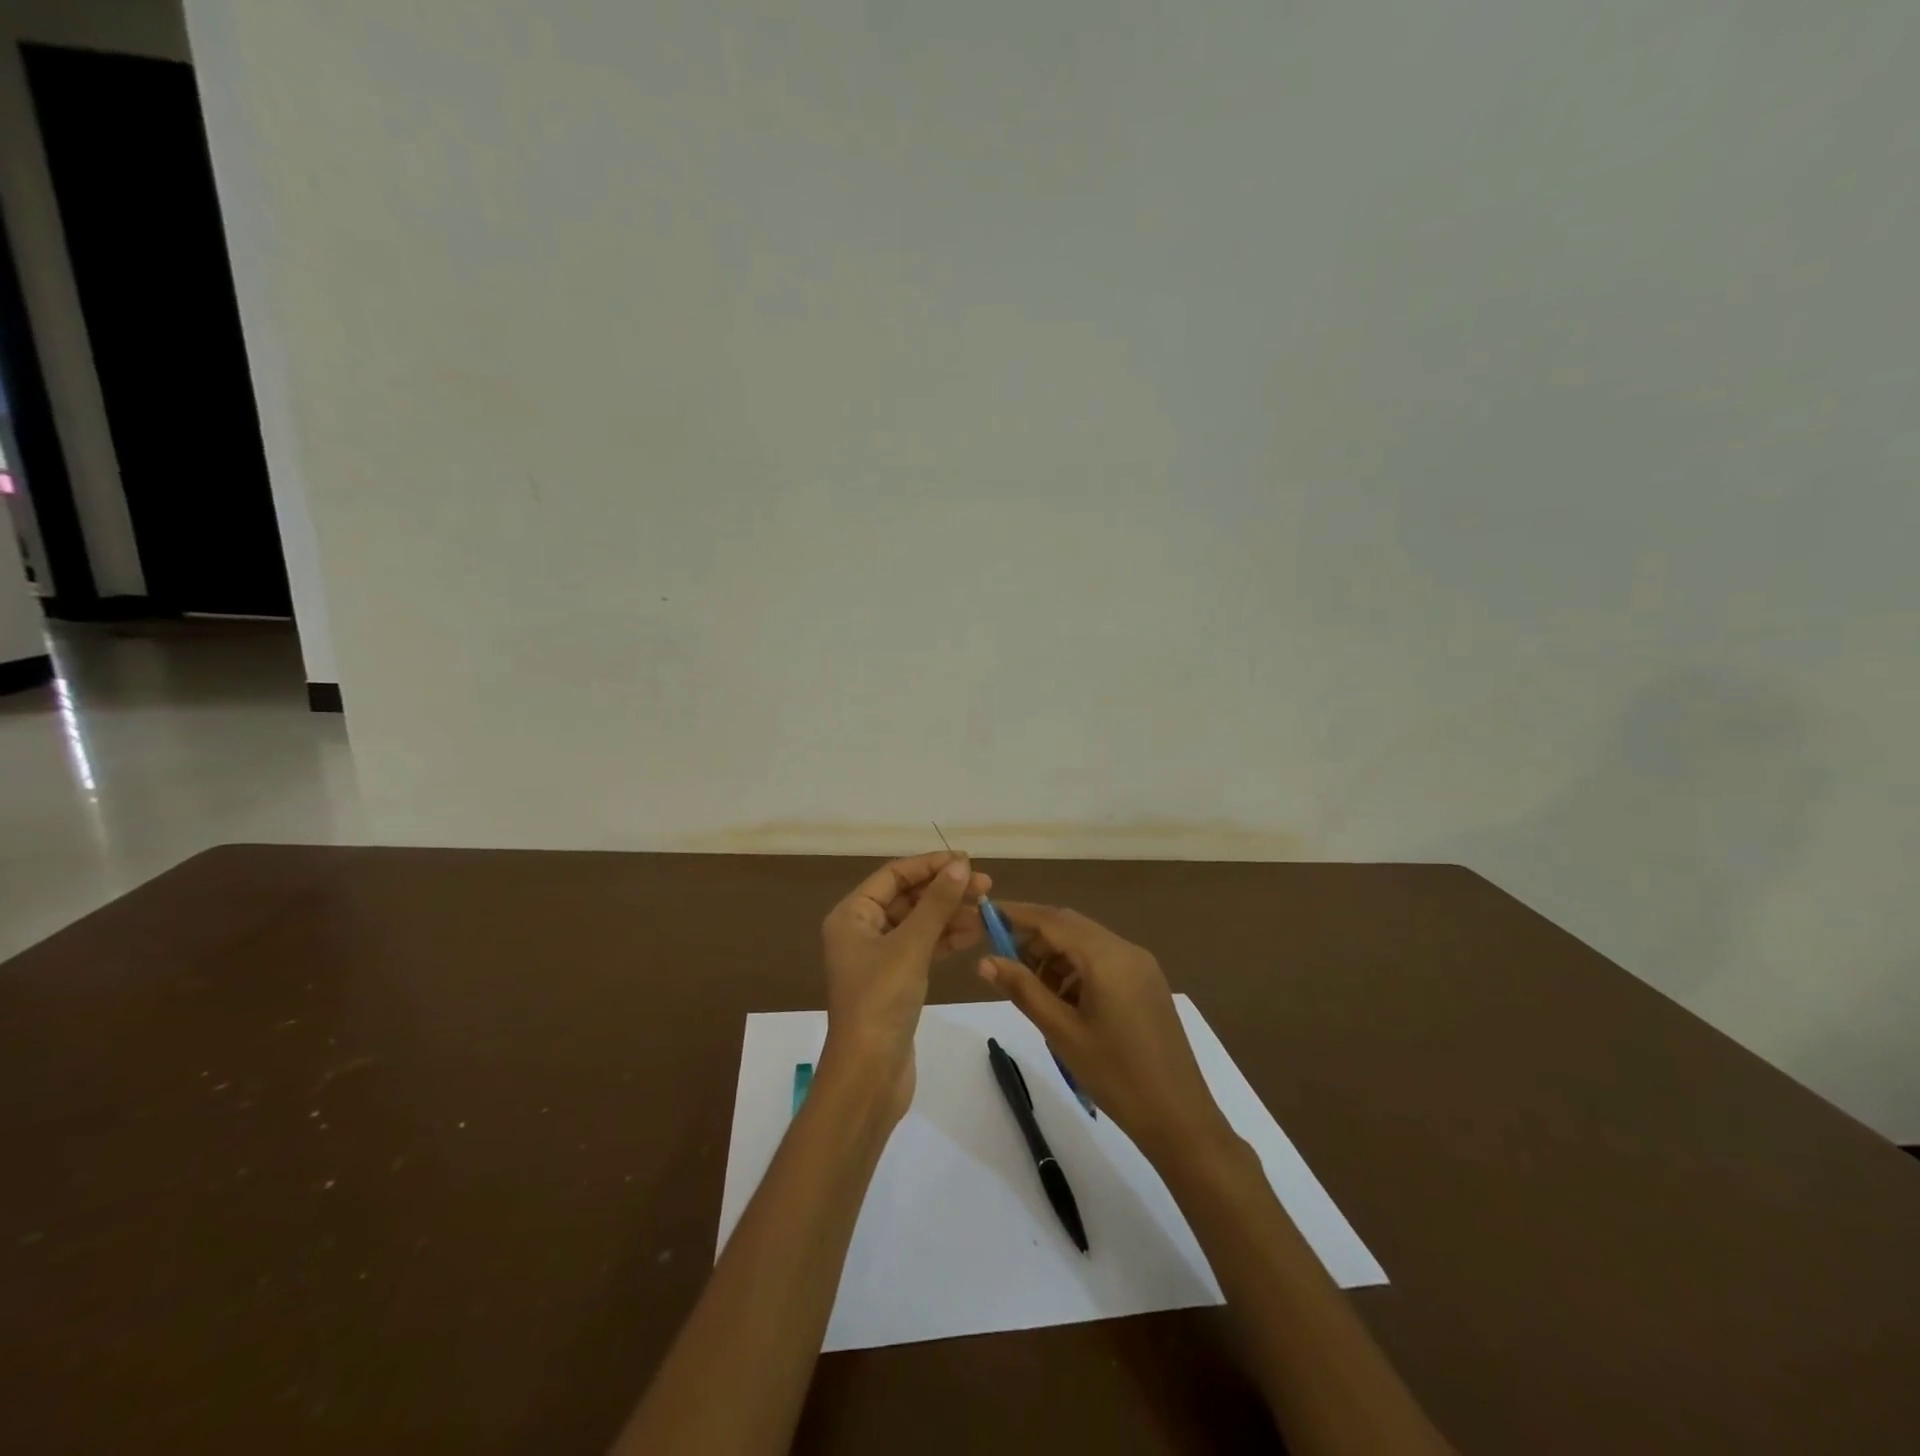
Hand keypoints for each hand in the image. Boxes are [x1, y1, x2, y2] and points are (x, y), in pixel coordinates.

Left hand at [820, 852, 990, 1122]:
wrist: (869, 1074)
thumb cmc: (881, 1001)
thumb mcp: (910, 946)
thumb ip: (937, 903)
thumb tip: (961, 865)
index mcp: (852, 915)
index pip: (894, 875)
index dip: (930, 865)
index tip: (968, 861)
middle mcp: (862, 931)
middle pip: (908, 898)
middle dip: (945, 890)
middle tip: (986, 886)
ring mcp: (880, 958)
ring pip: (919, 923)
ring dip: (951, 914)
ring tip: (988, 909)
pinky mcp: (897, 981)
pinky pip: (924, 948)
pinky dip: (947, 939)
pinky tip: (975, 933)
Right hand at [979, 902, 1231, 1162]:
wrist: (1179, 1117)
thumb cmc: (1115, 1075)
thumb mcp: (1061, 1032)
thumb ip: (1023, 989)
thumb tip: (985, 961)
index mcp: (1106, 957)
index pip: (1052, 920)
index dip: (1016, 914)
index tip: (985, 914)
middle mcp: (1126, 949)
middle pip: (1070, 926)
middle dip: (1034, 938)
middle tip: (1003, 961)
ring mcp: (1141, 965)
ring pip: (1086, 943)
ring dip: (1055, 956)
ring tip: (1033, 990)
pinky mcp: (1147, 982)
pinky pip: (1103, 960)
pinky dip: (1077, 969)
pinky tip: (1063, 1001)